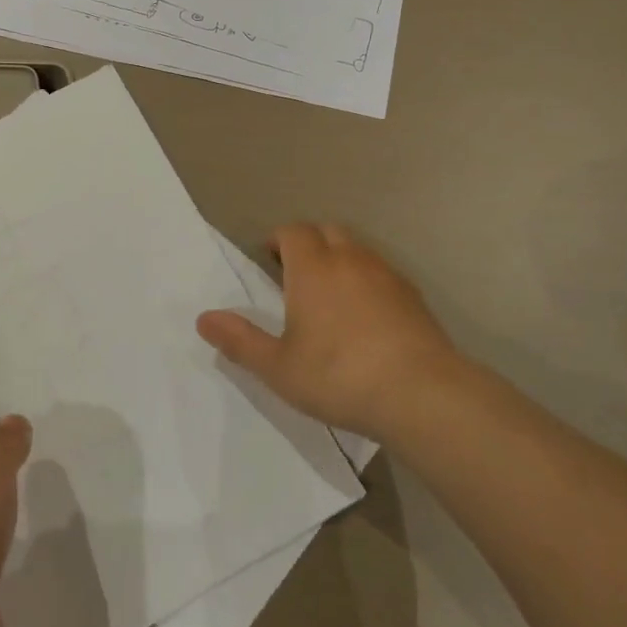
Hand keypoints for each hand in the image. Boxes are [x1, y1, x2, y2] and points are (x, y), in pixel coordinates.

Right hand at [197, 222, 463, 442]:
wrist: (422, 395)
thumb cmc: (339, 376)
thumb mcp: (278, 367)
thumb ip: (239, 341)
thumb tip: (203, 319)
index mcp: (313, 268)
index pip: (293, 232)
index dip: (277, 240)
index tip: (268, 260)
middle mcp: (350, 260)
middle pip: (327, 232)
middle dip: (309, 244)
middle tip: (296, 274)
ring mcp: (387, 275)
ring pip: (358, 250)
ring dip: (340, 260)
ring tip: (330, 296)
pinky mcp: (414, 297)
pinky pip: (382, 274)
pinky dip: (368, 282)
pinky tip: (367, 317)